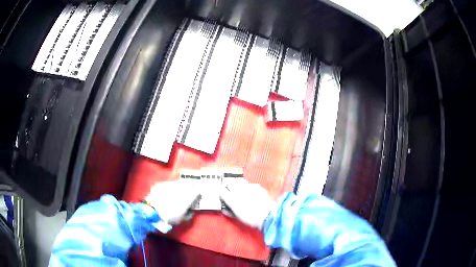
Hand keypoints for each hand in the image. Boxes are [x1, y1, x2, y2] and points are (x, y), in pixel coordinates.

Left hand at [145, 180, 199, 224]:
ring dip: (179, 186)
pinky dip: (169, 187)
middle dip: (190, 187)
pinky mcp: (161, 184)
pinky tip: (167, 192)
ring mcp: (169, 185)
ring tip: (178, 191)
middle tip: (189, 191)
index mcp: (187, 197)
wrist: (152, 212)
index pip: (197, 190)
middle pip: (188, 184)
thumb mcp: (182, 220)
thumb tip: (191, 211)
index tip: (198, 194)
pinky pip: (168, 184)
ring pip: (177, 183)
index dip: (198, 192)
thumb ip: (189, 215)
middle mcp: (180, 188)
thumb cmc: (169, 218)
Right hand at [220, 179, 274, 228]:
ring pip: (239, 180)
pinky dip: (248, 187)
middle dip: (229, 186)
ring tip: (240, 189)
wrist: (268, 216)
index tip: (222, 195)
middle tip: (230, 191)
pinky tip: (251, 192)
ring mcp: (249, 187)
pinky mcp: (257, 186)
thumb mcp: (238, 217)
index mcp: (232, 200)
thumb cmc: (251, 219)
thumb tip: (224, 209)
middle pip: (230, 182)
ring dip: (237, 184)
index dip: (221, 192)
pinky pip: (249, 184)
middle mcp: (239, 191)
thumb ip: (229, 211)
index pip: (221, 191)